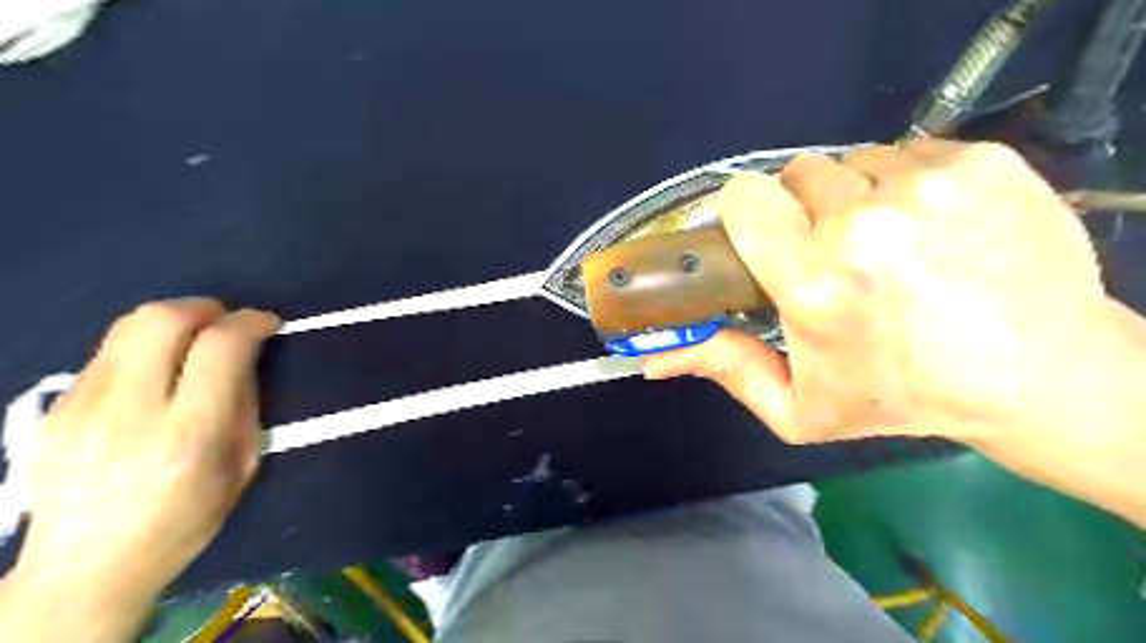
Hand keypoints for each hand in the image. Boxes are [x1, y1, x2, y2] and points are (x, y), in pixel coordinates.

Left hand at [7, 300, 278, 617]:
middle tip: (227, 321)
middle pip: (161, 320)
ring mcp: (82, 406)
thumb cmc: (183, 522)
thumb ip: (245, 405)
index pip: (220, 347)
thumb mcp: (241, 467)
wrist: (82, 570)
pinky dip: (144, 345)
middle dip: (205, 307)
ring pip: (127, 327)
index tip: (267, 323)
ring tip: (196, 338)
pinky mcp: (57, 407)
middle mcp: (129, 411)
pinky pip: (107, 351)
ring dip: (174, 320)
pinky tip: (159, 369)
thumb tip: (246, 359)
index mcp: (188, 434)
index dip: (250, 322)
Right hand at [644, 140, 1110, 443]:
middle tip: (829, 250)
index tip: (765, 238)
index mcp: (813, 282)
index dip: (748, 214)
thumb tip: (651, 359)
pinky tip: (930, 226)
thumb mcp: (798, 407)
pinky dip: (907, 182)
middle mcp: (863, 225)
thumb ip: (723, 369)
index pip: (744, 198)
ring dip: (856, 195)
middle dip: (803, 208)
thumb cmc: (901, 398)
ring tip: (884, 242)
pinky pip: (910, 150)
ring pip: (854, 160)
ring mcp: (927, 186)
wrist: (1040, 377)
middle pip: (798, 173)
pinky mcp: (981, 162)